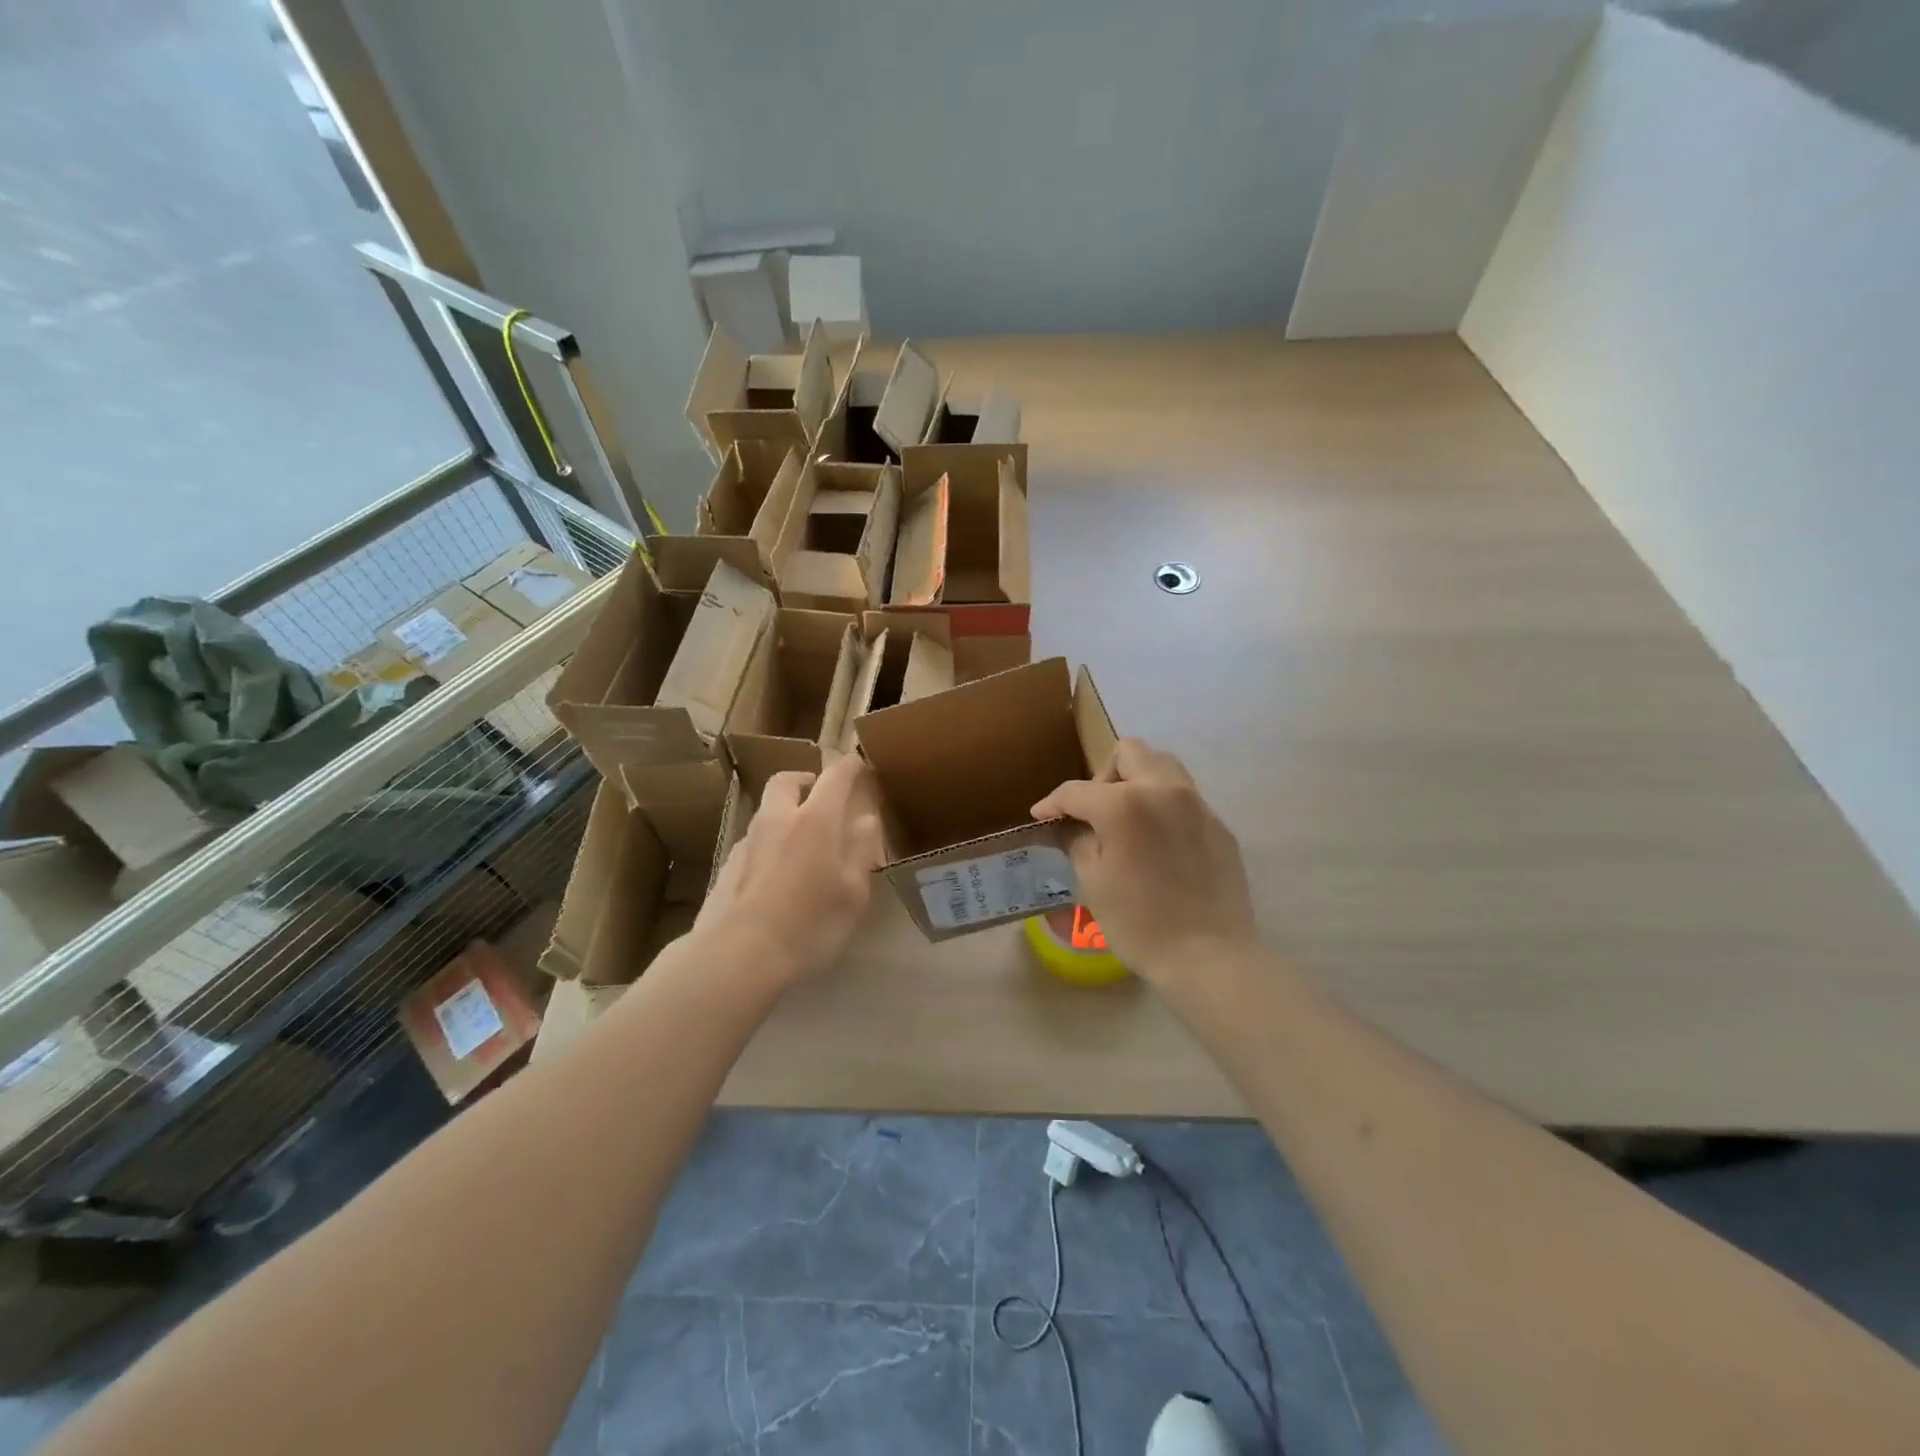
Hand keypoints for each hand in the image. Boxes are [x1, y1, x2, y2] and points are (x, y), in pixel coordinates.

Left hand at [693, 753, 885, 989]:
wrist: (737, 957)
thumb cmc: (808, 925)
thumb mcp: (852, 894)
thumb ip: (861, 850)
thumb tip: (866, 819)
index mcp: (814, 821)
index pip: (834, 777)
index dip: (849, 765)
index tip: (859, 763)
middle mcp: (777, 820)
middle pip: (787, 781)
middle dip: (806, 779)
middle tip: (822, 795)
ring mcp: (747, 842)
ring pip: (767, 811)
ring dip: (786, 812)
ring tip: (803, 841)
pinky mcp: (728, 866)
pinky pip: (754, 841)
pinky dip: (770, 843)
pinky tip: (777, 875)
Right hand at [1032, 739, 1257, 991]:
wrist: (1210, 956)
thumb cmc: (1140, 923)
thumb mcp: (1093, 882)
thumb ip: (1078, 841)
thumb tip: (1071, 826)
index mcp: (1124, 804)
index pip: (1077, 790)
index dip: (1053, 802)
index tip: (1041, 816)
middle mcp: (1163, 790)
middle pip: (1129, 753)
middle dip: (1103, 775)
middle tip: (1094, 811)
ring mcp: (1197, 805)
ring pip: (1163, 765)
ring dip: (1137, 780)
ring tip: (1127, 819)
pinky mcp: (1218, 825)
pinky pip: (1185, 797)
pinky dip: (1163, 806)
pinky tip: (1158, 844)